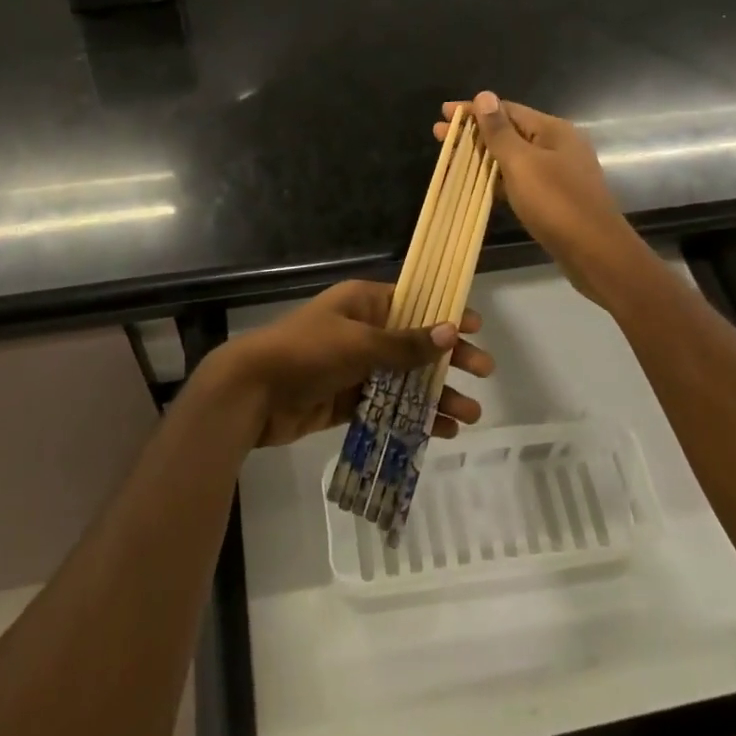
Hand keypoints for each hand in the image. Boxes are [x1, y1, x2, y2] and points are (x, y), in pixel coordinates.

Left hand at [203, 281, 490, 447]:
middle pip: (415, 344)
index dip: (446, 315)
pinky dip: (411, 417)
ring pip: (404, 380)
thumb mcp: (359, 343)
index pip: (415, 304)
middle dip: (449, 361)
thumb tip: (451, 329)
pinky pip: (387, 406)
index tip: (477, 329)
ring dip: (435, 395)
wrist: (251, 393)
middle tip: (484, 375)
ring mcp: (354, 368)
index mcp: (363, 304)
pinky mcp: (346, 401)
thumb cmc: (307, 353)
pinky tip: (437, 432)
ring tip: (468, 417)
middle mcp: (362, 331)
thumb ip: (406, 343)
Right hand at [438, 92, 645, 305]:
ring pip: (513, 157)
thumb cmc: (557, 203)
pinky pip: (520, 179)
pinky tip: (478, 183)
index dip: (474, 111)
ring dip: (483, 155)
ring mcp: (558, 173)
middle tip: (439, 134)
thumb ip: (500, 131)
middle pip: (510, 132)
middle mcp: (558, 146)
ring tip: (452, 158)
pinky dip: (497, 178)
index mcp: (553, 130)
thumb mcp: (522, 164)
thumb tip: (484, 95)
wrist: (596, 253)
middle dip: (474, 133)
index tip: (444, 114)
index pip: (506, 110)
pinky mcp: (554, 198)